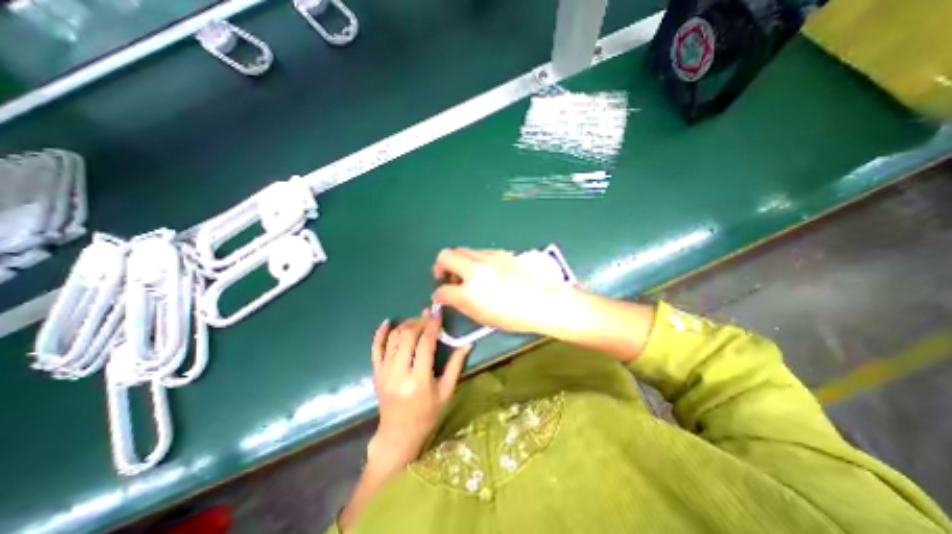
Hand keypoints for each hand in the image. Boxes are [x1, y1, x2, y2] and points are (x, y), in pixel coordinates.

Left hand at [365, 308, 469, 466]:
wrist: (398, 434)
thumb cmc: (427, 414)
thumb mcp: (446, 392)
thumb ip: (456, 365)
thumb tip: (468, 343)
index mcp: (419, 380)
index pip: (425, 344)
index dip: (432, 326)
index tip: (437, 314)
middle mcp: (399, 374)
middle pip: (407, 337)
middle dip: (419, 322)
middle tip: (428, 315)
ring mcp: (384, 373)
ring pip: (393, 339)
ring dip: (405, 325)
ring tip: (417, 320)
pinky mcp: (376, 373)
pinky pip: (375, 348)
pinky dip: (380, 333)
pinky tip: (388, 321)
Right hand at [434, 246, 580, 338]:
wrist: (545, 300)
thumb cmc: (516, 316)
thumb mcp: (484, 317)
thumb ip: (463, 305)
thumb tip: (452, 297)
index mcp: (470, 292)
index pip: (443, 290)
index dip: (438, 295)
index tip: (440, 297)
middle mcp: (475, 269)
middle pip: (445, 256)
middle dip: (440, 266)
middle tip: (445, 277)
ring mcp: (488, 258)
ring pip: (461, 250)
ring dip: (457, 260)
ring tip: (465, 274)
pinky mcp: (500, 253)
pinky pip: (478, 251)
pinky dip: (473, 259)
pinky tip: (482, 270)